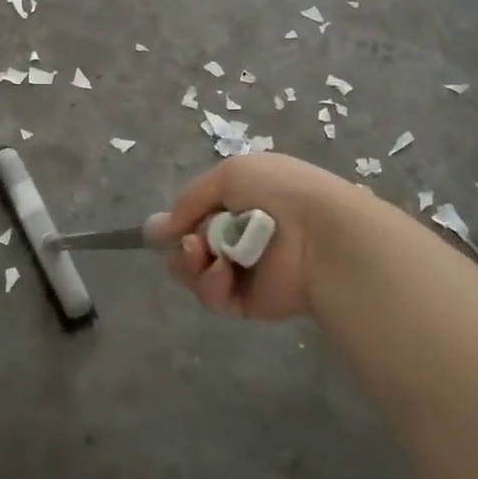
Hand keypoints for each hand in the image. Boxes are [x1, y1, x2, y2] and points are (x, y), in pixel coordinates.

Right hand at [156, 153, 364, 320]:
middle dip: (184, 243)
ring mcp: (243, 270)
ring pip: (194, 272)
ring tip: (204, 253)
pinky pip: (213, 295)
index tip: (166, 228)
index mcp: (242, 202)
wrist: (319, 232)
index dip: (180, 221)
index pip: (199, 216)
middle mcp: (241, 236)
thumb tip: (158, 230)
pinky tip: (225, 271)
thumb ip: (189, 201)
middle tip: (194, 242)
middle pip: (190, 246)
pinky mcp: (247, 302)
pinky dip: (212, 283)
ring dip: (192, 262)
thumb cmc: (278, 191)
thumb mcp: (228, 175)